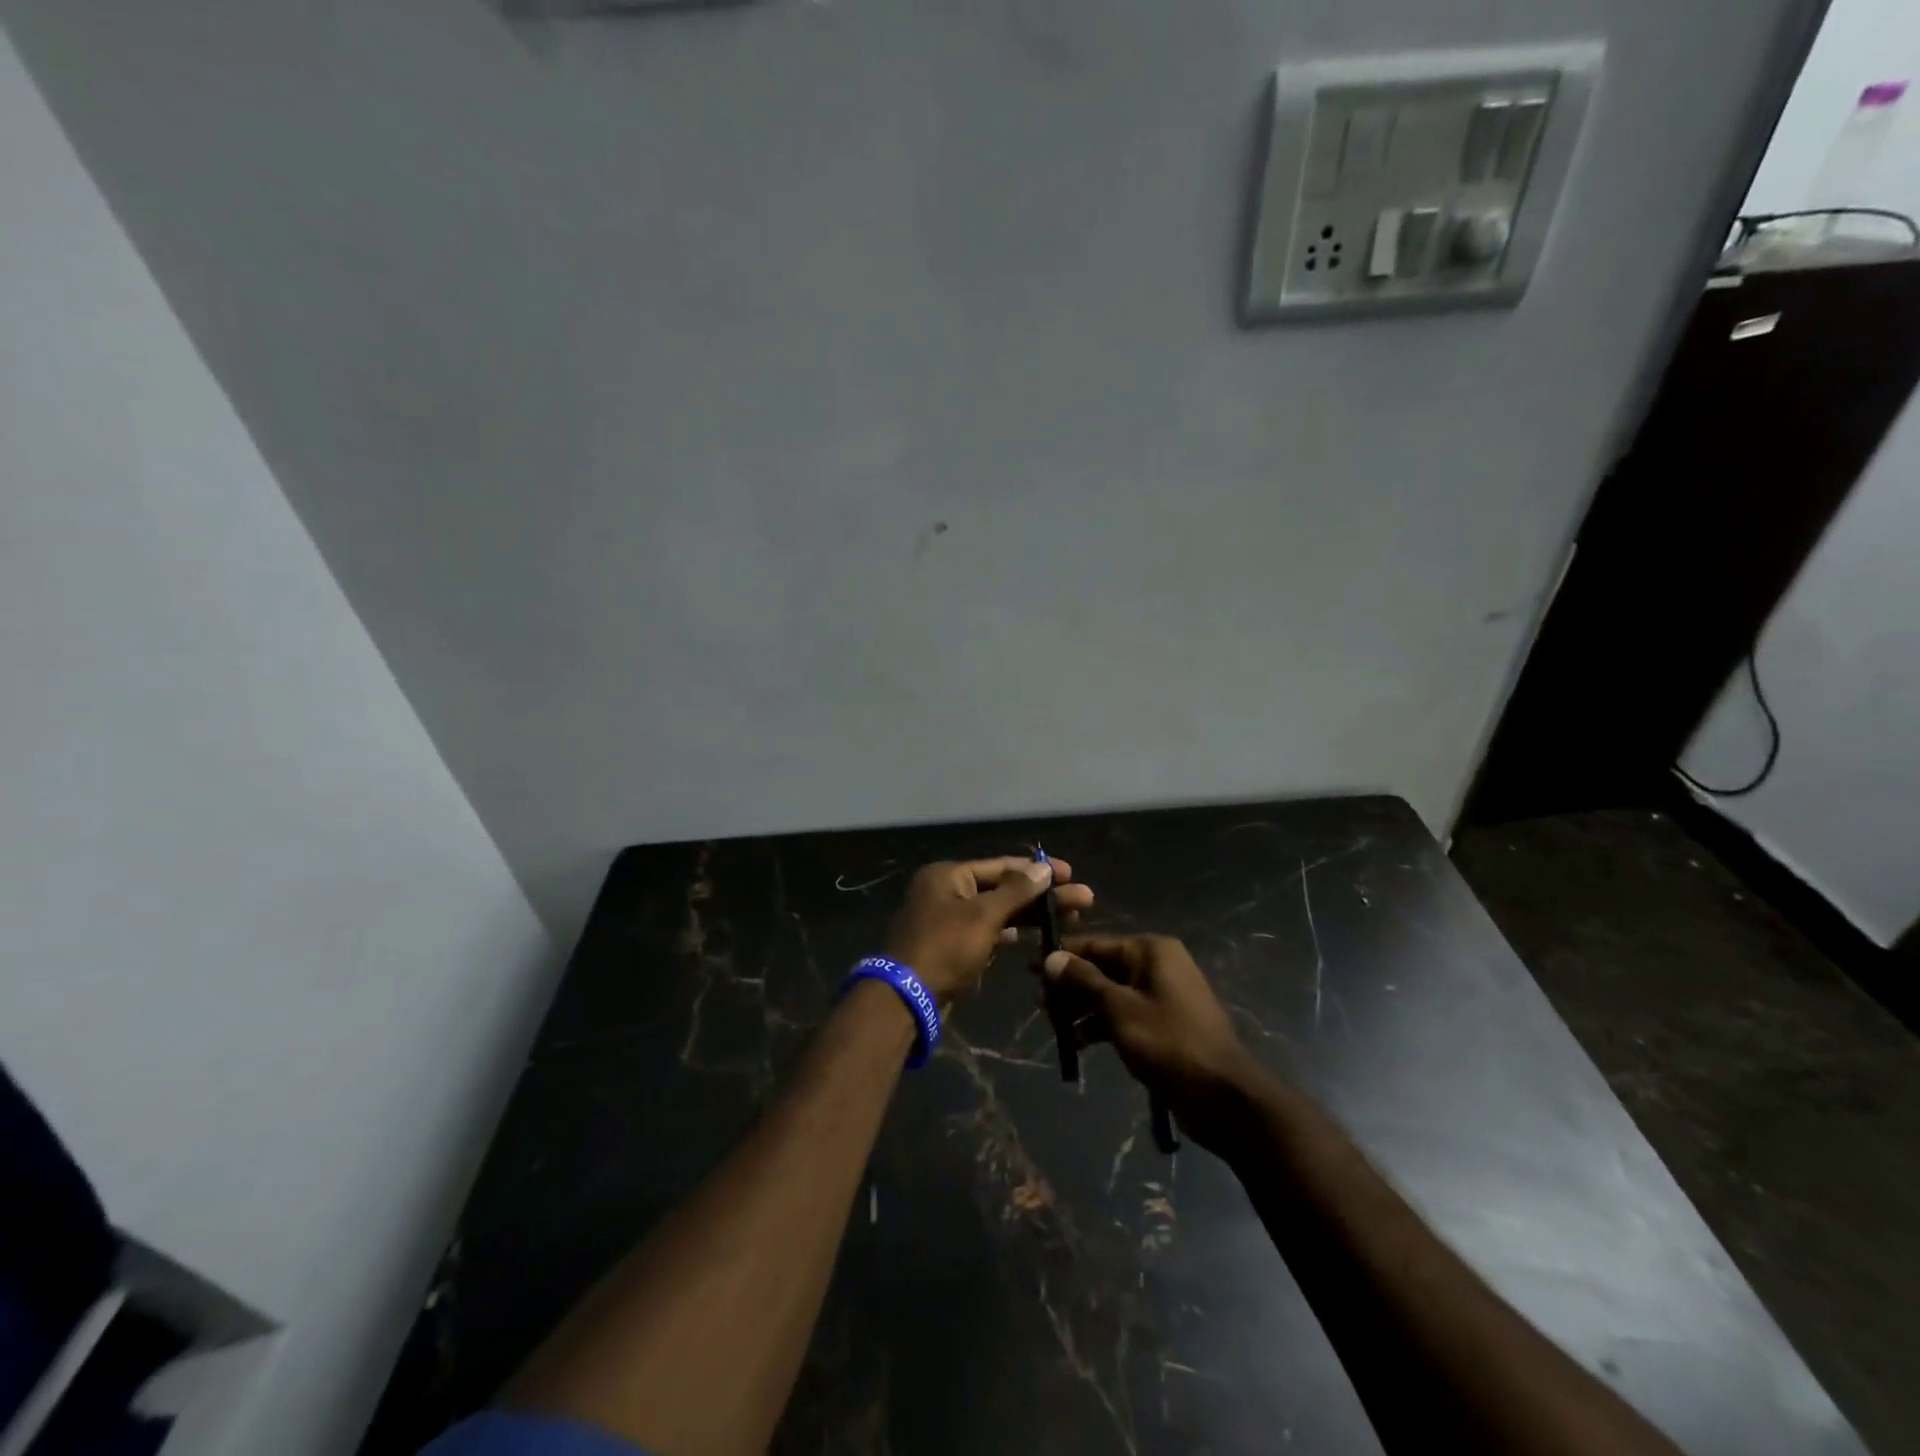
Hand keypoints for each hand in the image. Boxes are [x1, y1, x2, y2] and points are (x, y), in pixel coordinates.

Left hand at [885, 857, 1093, 1002]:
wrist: (906, 998)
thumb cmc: (945, 947)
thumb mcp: (983, 916)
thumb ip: (1016, 891)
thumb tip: (1044, 867)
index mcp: (948, 875)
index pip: (1001, 866)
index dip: (1038, 870)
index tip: (1070, 873)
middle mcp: (946, 891)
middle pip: (1002, 888)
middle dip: (1041, 895)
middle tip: (1083, 901)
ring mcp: (948, 919)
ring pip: (997, 911)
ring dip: (1030, 914)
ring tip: (1070, 919)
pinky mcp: (951, 946)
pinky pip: (987, 931)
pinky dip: (1009, 932)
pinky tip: (1035, 937)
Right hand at [1040, 935, 1265, 1150]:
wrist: (1226, 1097)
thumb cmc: (1170, 1043)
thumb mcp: (1119, 1009)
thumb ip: (1083, 981)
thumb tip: (1051, 957)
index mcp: (1150, 951)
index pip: (1095, 944)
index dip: (1061, 956)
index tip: (1029, 968)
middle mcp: (1157, 965)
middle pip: (1101, 967)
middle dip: (1070, 985)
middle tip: (1039, 1005)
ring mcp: (1162, 995)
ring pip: (1110, 992)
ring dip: (1082, 1007)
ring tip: (1055, 1026)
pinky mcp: (1164, 1024)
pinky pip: (1124, 1013)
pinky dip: (1101, 1024)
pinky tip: (1079, 1043)